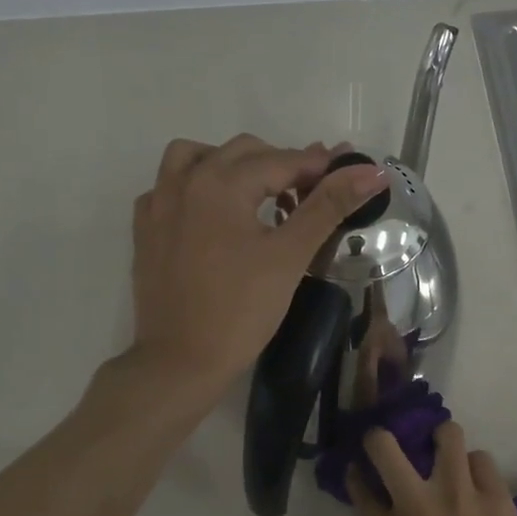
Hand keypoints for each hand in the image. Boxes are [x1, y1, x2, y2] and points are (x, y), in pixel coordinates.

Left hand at [130, 134, 387, 401]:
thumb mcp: (290, 256)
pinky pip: (169, 187)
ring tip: (257, 194)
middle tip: (311, 196)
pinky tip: (213, 214)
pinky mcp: (145, 230)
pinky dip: (195, 187)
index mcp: (220, 182)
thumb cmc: (240, 310)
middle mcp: (184, 181)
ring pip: (196, 158)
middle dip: (281, 165)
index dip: (319, 166)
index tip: (349, 175)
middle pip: (242, 153)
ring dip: (232, 165)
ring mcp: (158, 205)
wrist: (180, 362)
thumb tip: (371, 171)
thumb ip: (328, 206)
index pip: (281, 161)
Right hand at [349, 422, 516, 515]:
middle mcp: (417, 504)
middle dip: (381, 437)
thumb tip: (391, 508)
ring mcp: (458, 493)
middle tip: (391, 442)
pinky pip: (481, 459)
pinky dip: (476, 467)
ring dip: (442, 438)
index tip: (360, 467)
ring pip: (446, 433)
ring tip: (446, 448)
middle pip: (384, 445)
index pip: (360, 488)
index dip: (358, 473)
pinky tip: (478, 482)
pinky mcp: (494, 493)